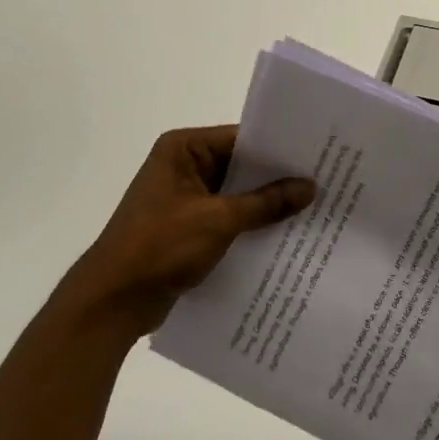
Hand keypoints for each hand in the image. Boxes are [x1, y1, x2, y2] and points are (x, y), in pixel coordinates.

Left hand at [55, 126, 314, 342]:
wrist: (113, 301)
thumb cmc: (161, 246)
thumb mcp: (219, 220)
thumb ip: (266, 203)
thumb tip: (310, 187)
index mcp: (183, 149)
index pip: (241, 138)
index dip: (278, 148)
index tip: (317, 154)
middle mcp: (183, 166)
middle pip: (240, 166)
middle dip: (277, 178)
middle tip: (325, 181)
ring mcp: (185, 199)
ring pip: (236, 195)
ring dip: (266, 205)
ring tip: (315, 208)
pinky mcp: (188, 228)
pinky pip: (228, 218)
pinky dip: (251, 225)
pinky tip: (286, 235)